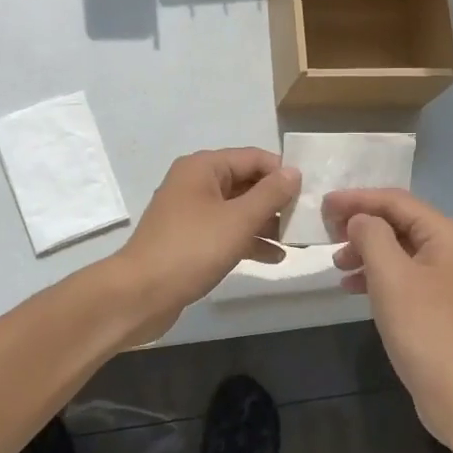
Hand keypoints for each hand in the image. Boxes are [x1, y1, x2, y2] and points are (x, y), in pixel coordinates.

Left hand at [113, 149, 300, 343]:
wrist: (140, 294)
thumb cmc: (191, 249)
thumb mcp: (238, 220)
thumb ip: (270, 194)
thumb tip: (294, 171)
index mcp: (203, 167)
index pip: (253, 157)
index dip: (283, 173)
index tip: (311, 194)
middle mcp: (196, 182)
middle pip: (246, 182)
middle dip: (277, 200)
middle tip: (308, 219)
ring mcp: (191, 212)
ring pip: (238, 209)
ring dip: (266, 223)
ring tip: (298, 241)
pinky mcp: (190, 239)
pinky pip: (226, 231)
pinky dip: (249, 240)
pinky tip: (275, 257)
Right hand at [324, 189, 452, 450]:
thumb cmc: (425, 330)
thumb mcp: (390, 276)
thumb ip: (371, 236)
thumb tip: (359, 219)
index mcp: (446, 235)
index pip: (396, 201)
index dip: (357, 198)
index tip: (323, 204)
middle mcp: (451, 250)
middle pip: (399, 222)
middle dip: (361, 224)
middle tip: (327, 232)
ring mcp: (447, 280)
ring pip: (399, 250)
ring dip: (366, 251)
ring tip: (336, 263)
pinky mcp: (439, 307)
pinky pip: (403, 277)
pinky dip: (377, 276)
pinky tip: (352, 287)